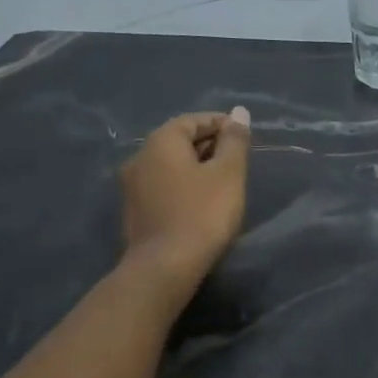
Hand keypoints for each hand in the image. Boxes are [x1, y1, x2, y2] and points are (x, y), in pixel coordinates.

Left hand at [119, 107, 251, 282]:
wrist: (166, 265)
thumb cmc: (203, 212)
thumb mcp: (229, 173)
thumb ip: (235, 141)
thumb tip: (239, 112)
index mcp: (161, 142)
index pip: (193, 120)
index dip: (221, 123)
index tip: (244, 136)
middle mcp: (140, 157)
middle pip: (178, 140)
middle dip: (209, 144)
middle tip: (238, 159)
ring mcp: (133, 185)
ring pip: (170, 164)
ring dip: (196, 166)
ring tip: (223, 181)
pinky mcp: (135, 210)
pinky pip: (164, 185)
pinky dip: (184, 184)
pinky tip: (202, 201)